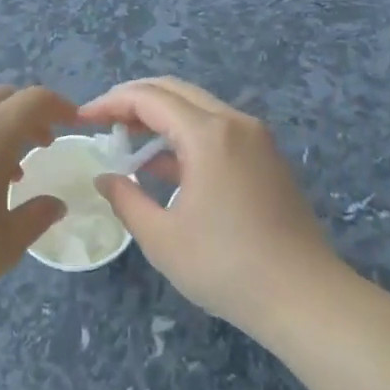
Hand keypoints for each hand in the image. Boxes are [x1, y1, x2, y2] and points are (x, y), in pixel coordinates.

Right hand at [80, 77, 354, 331]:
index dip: (111, 103)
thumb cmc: (227, 267)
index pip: (149, 98)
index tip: (83, 119)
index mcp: (208, 134)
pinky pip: (217, 130)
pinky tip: (163, 164)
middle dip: (133, 100)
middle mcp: (235, 123)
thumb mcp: (162, 238)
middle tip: (103, 122)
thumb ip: (126, 199)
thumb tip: (105, 178)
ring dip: (159, 117)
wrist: (306, 298)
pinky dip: (184, 135)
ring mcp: (256, 139)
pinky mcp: (267, 158)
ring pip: (197, 108)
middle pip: (175, 91)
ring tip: (126, 140)